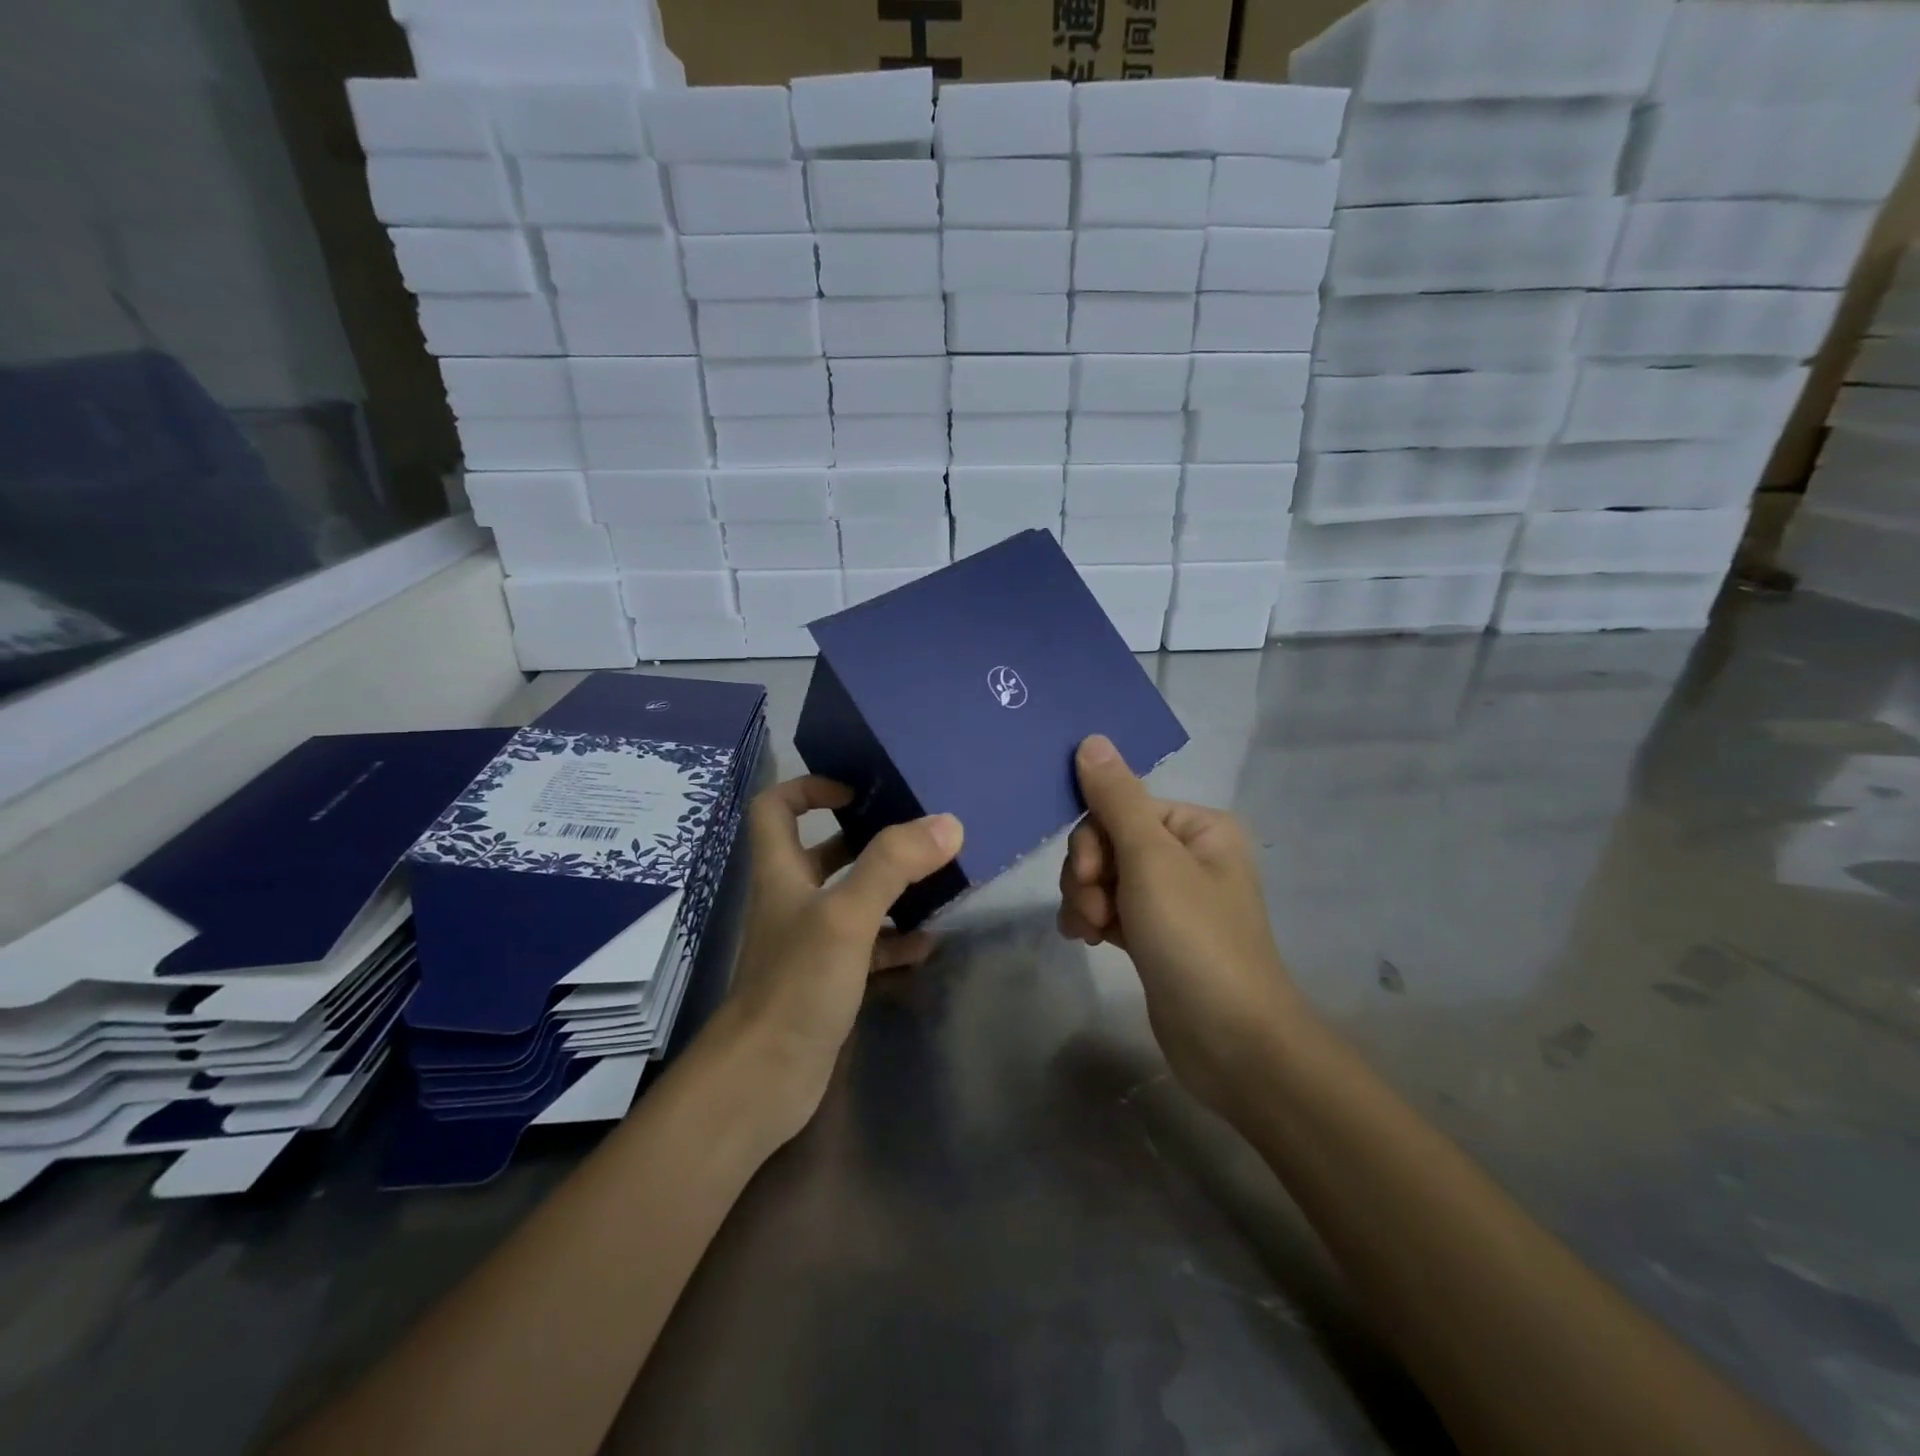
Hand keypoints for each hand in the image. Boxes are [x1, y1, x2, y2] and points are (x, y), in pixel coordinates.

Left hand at [724, 776, 962, 1139]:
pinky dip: (895, 938)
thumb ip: (893, 866)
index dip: (808, 788)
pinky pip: (867, 946)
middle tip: (916, 834)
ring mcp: (810, 942)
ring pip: (850, 899)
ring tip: (936, 881)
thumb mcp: (846, 915)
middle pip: (822, 851)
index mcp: (782, 872)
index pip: (775, 807)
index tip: (856, 790)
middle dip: (866, 838)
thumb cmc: (796, 985)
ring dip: (888, 888)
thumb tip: (947, 823)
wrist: (763, 1080)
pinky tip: (928, 942)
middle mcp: (792, 900)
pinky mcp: (828, 980)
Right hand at [1057, 736, 1305, 1115]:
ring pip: (1103, 877)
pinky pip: (1110, 908)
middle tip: (1096, 910)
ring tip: (1094, 933)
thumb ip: (1115, 798)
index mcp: (1198, 827)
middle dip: (1089, 875)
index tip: (1090, 877)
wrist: (1231, 1041)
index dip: (1093, 840)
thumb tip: (1091, 740)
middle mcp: (1187, 855)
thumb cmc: (1195, 938)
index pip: (1121, 807)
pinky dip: (1093, 919)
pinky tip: (1088, 941)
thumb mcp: (1151, 860)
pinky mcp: (1156, 935)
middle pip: (1108, 842)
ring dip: (1086, 900)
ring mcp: (1171, 898)